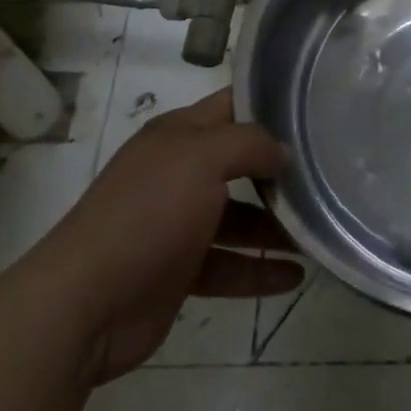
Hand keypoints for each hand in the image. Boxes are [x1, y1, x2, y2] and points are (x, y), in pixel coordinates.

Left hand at [59, 89, 304, 383]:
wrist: (85, 305)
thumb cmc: (147, 214)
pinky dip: (259, 270)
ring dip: (274, 226)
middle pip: (238, 164)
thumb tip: (283, 153)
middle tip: (326, 173)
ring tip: (318, 232)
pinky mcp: (179, 271)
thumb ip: (248, 144)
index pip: (230, 106)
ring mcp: (177, 225)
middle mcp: (177, 174)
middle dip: (278, 170)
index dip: (268, 106)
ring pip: (238, 218)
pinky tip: (294, 276)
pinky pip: (229, 266)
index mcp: (177, 137)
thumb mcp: (201, 159)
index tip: (314, 112)